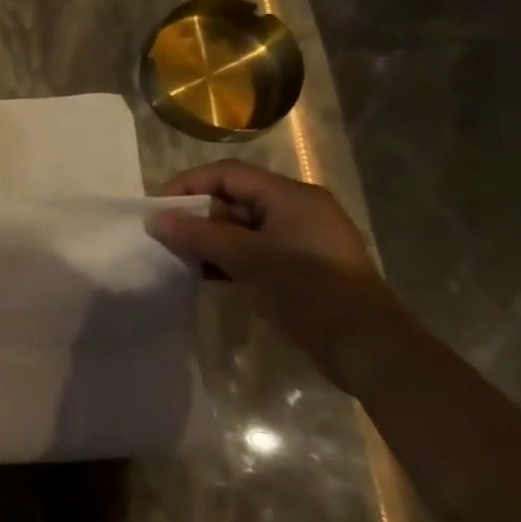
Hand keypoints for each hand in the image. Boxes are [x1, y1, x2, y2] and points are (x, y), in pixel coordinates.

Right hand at [146, 161, 406, 389]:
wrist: (366, 347)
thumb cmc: (307, 290)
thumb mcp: (247, 258)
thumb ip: (197, 235)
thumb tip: (154, 219)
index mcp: (291, 197)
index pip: (228, 174)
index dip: (189, 185)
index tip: (158, 209)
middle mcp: (297, 211)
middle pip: (234, 198)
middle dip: (196, 214)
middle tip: (164, 235)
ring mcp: (299, 241)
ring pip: (240, 227)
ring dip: (208, 238)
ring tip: (177, 255)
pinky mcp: (298, 268)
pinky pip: (251, 250)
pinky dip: (225, 257)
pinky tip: (203, 273)